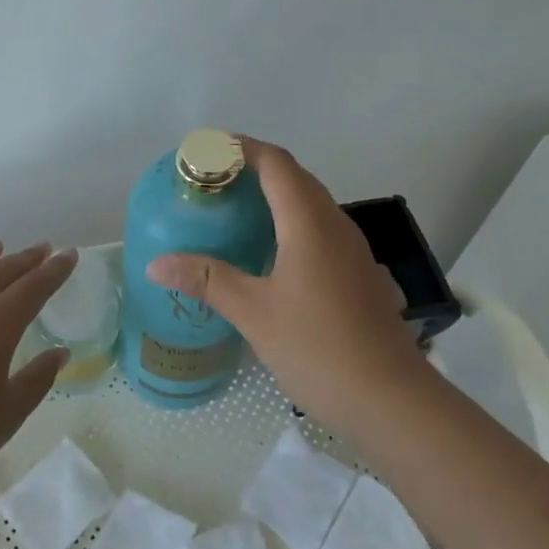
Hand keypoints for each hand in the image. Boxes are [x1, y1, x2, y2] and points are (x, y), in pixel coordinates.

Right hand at [145, 140, 431, 441]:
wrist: (391, 399)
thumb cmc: (318, 348)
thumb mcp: (254, 313)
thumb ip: (206, 280)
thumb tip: (157, 263)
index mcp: (310, 223)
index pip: (276, 164)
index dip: (243, 148)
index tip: (208, 150)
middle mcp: (336, 225)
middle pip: (296, 178)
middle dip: (256, 169)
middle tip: (215, 181)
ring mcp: (354, 251)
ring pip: (312, 205)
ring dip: (277, 196)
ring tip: (238, 212)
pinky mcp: (360, 274)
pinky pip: (322, 231)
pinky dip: (293, 224)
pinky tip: (273, 255)